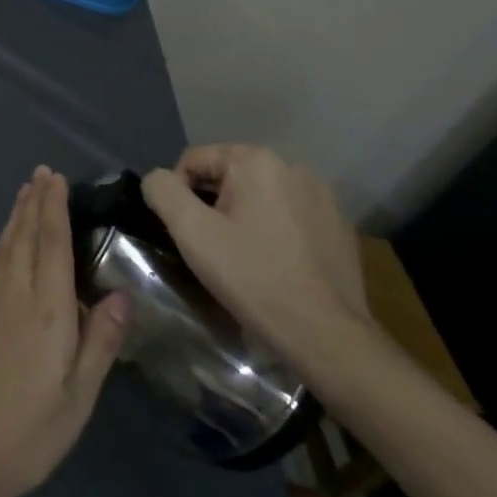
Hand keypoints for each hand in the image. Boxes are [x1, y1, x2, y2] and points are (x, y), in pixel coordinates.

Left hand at [0, 166, 129, 496]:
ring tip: (26, 192)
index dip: (54, 208)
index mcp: (46, 310)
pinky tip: (8, 241)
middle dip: (35, 201)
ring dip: (17, 215)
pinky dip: (5, 238)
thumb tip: (123, 294)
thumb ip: (100, 343)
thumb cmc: (26, 433)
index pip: (51, 244)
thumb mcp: (77, 398)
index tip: (57, 178)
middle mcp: (14, 293)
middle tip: (42, 172)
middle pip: (25, 235)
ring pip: (6, 244)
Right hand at [141, 145, 368, 363]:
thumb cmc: (253, 278)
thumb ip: (162, 191)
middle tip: (214, 248)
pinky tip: (276, 264)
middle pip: (228, 176)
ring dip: (243, 216)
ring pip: (259, 195)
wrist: (327, 337)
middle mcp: (292, 166)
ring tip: (244, 258)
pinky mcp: (338, 224)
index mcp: (256, 160)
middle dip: (213, 205)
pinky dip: (274, 230)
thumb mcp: (192, 233)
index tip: (189, 234)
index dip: (179, 195)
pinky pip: (289, 215)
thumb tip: (157, 179)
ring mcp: (322, 195)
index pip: (193, 161)